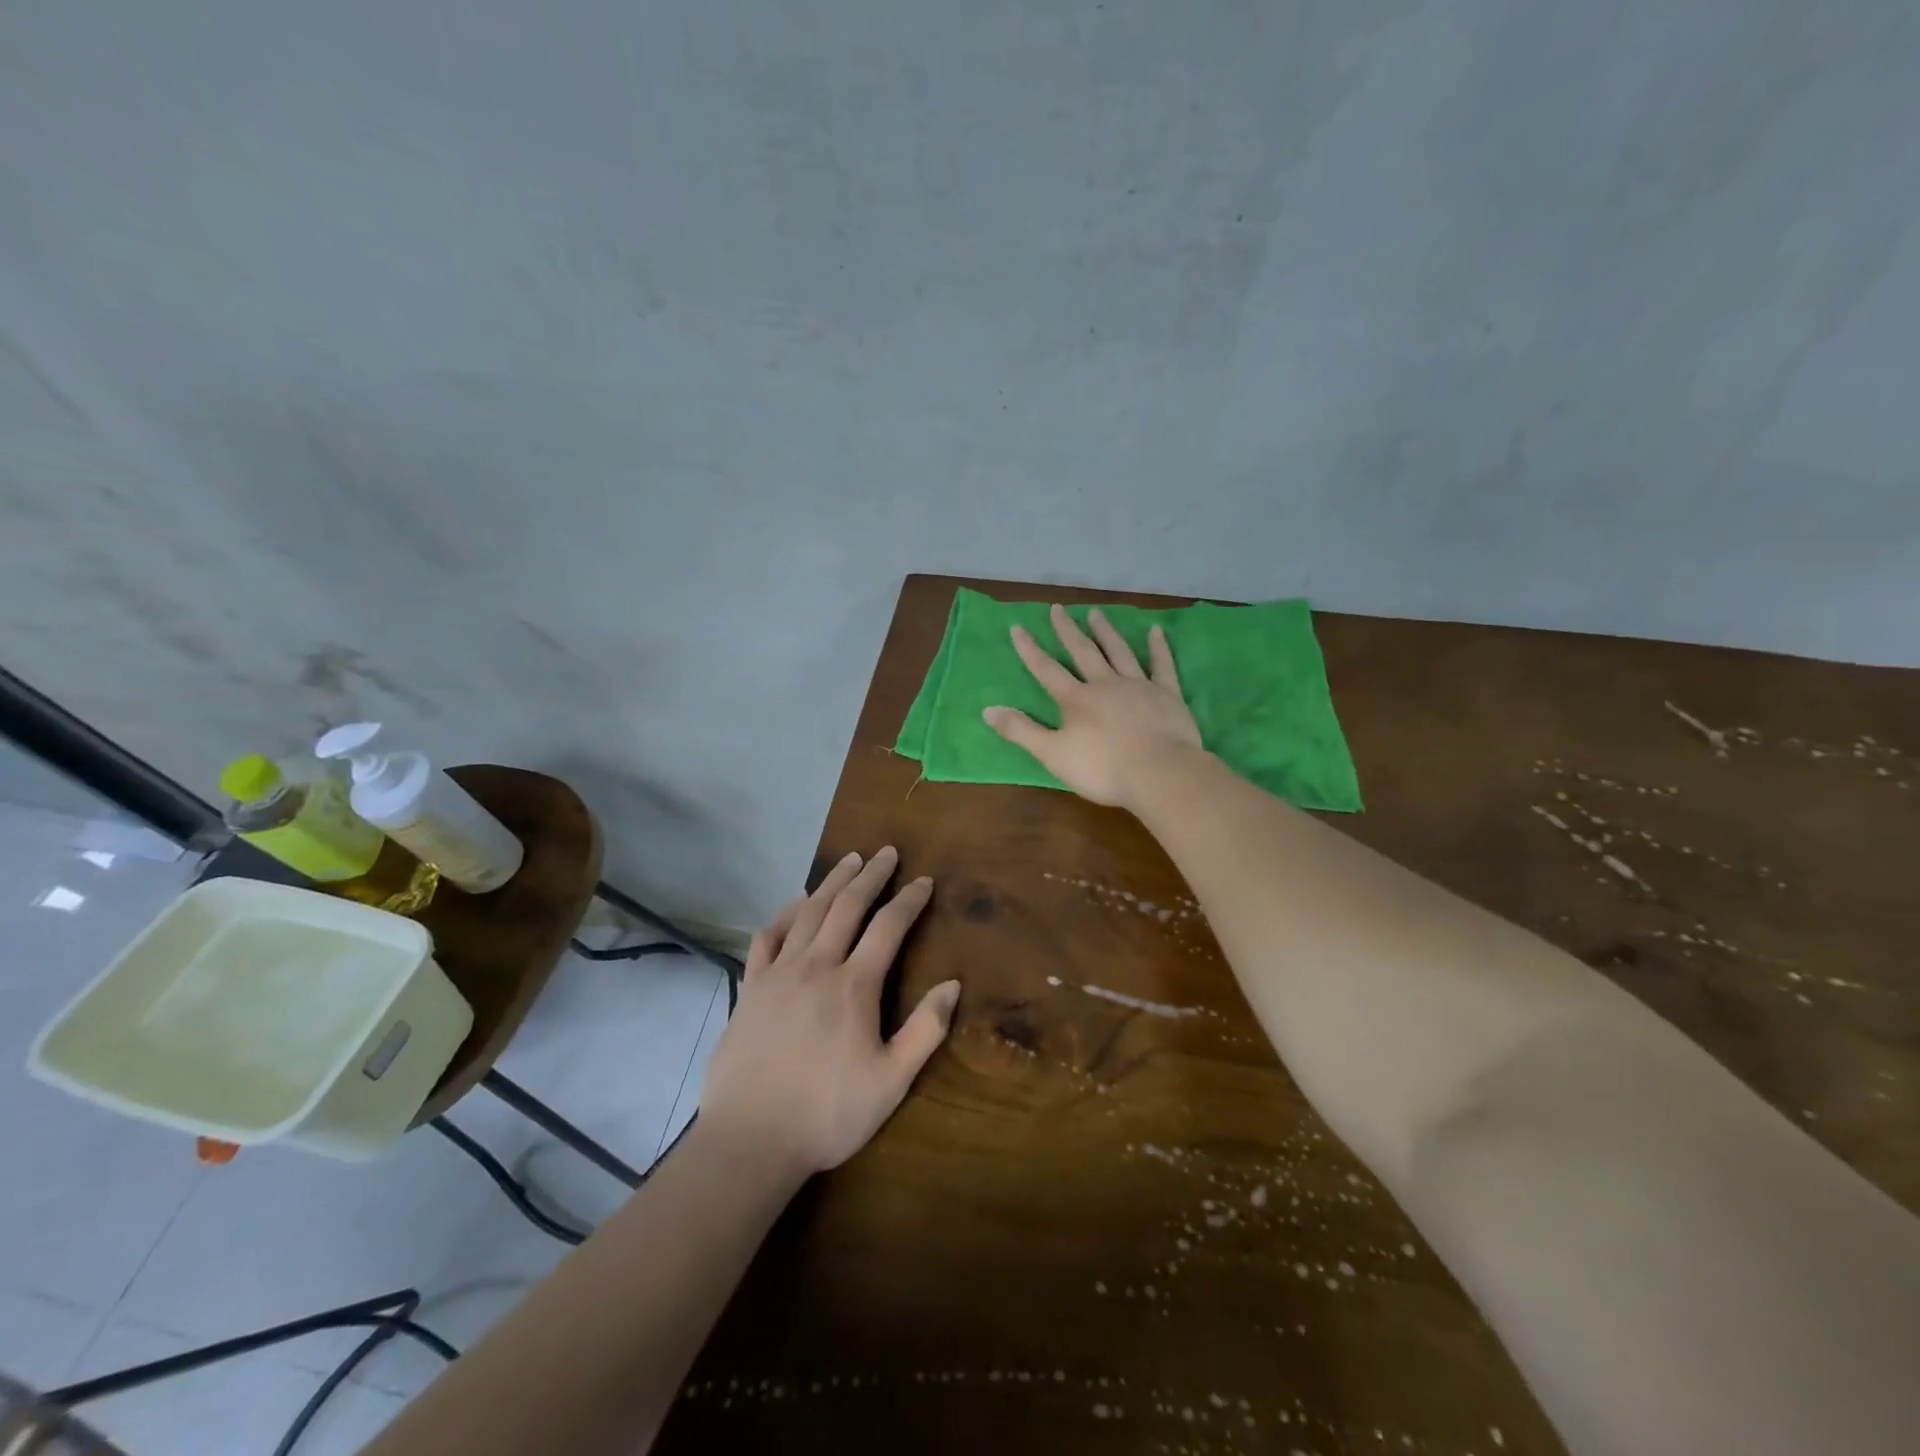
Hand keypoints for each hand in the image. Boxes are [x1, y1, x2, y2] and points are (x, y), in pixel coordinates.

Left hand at [699, 846, 959, 1175]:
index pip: (889, 927)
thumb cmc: (828, 1114)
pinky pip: (768, 936)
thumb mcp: (891, 1082)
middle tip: (886, 853)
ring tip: (849, 861)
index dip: (909, 900)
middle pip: (848, 906)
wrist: (750, 1140)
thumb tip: (953, 984)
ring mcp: (779, 973)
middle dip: (872, 876)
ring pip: (809, 912)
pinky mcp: (751, 987)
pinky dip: (785, 913)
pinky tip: (796, 903)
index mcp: (854, 986)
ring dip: (832, 882)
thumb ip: (925, 1030)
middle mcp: (817, 966)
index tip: (924, 881)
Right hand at [983, 604, 1202, 808]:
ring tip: (1096, 612)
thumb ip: (1021, 731)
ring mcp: (1138, 686)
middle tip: (1057, 608)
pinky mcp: (1167, 695)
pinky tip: (1156, 631)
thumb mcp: (1053, 754)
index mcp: (1076, 700)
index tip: (1018, 627)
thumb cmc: (1103, 768)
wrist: (1159, 773)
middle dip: (1067, 631)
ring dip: (1106, 632)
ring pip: (1119, 652)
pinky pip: (1162, 666)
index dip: (1030, 649)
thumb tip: (987, 709)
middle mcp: (1105, 684)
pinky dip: (1158, 648)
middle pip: (1083, 652)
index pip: (1046, 670)